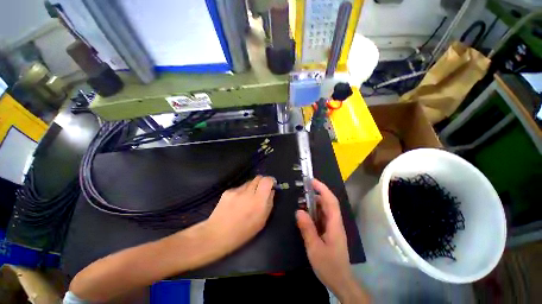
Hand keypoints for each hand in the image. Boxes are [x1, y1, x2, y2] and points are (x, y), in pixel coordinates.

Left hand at [206, 175, 274, 253]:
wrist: (217, 234)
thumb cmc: (243, 232)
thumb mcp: (262, 221)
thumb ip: (269, 203)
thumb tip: (271, 191)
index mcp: (258, 201)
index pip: (267, 180)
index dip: (271, 180)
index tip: (272, 185)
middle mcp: (248, 193)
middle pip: (258, 178)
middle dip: (262, 182)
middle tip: (261, 191)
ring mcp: (236, 191)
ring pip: (249, 182)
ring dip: (252, 187)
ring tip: (247, 199)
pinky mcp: (228, 191)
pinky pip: (239, 187)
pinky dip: (242, 192)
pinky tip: (237, 202)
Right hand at [296, 179, 368, 303]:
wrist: (341, 281)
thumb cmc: (329, 265)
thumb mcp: (315, 248)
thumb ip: (307, 229)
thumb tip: (299, 211)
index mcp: (334, 224)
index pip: (331, 201)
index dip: (322, 189)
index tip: (312, 181)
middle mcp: (335, 222)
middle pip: (328, 202)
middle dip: (317, 192)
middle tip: (304, 188)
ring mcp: (333, 226)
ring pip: (325, 209)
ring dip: (315, 201)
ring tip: (302, 199)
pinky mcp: (330, 231)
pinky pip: (322, 216)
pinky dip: (314, 211)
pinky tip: (306, 213)